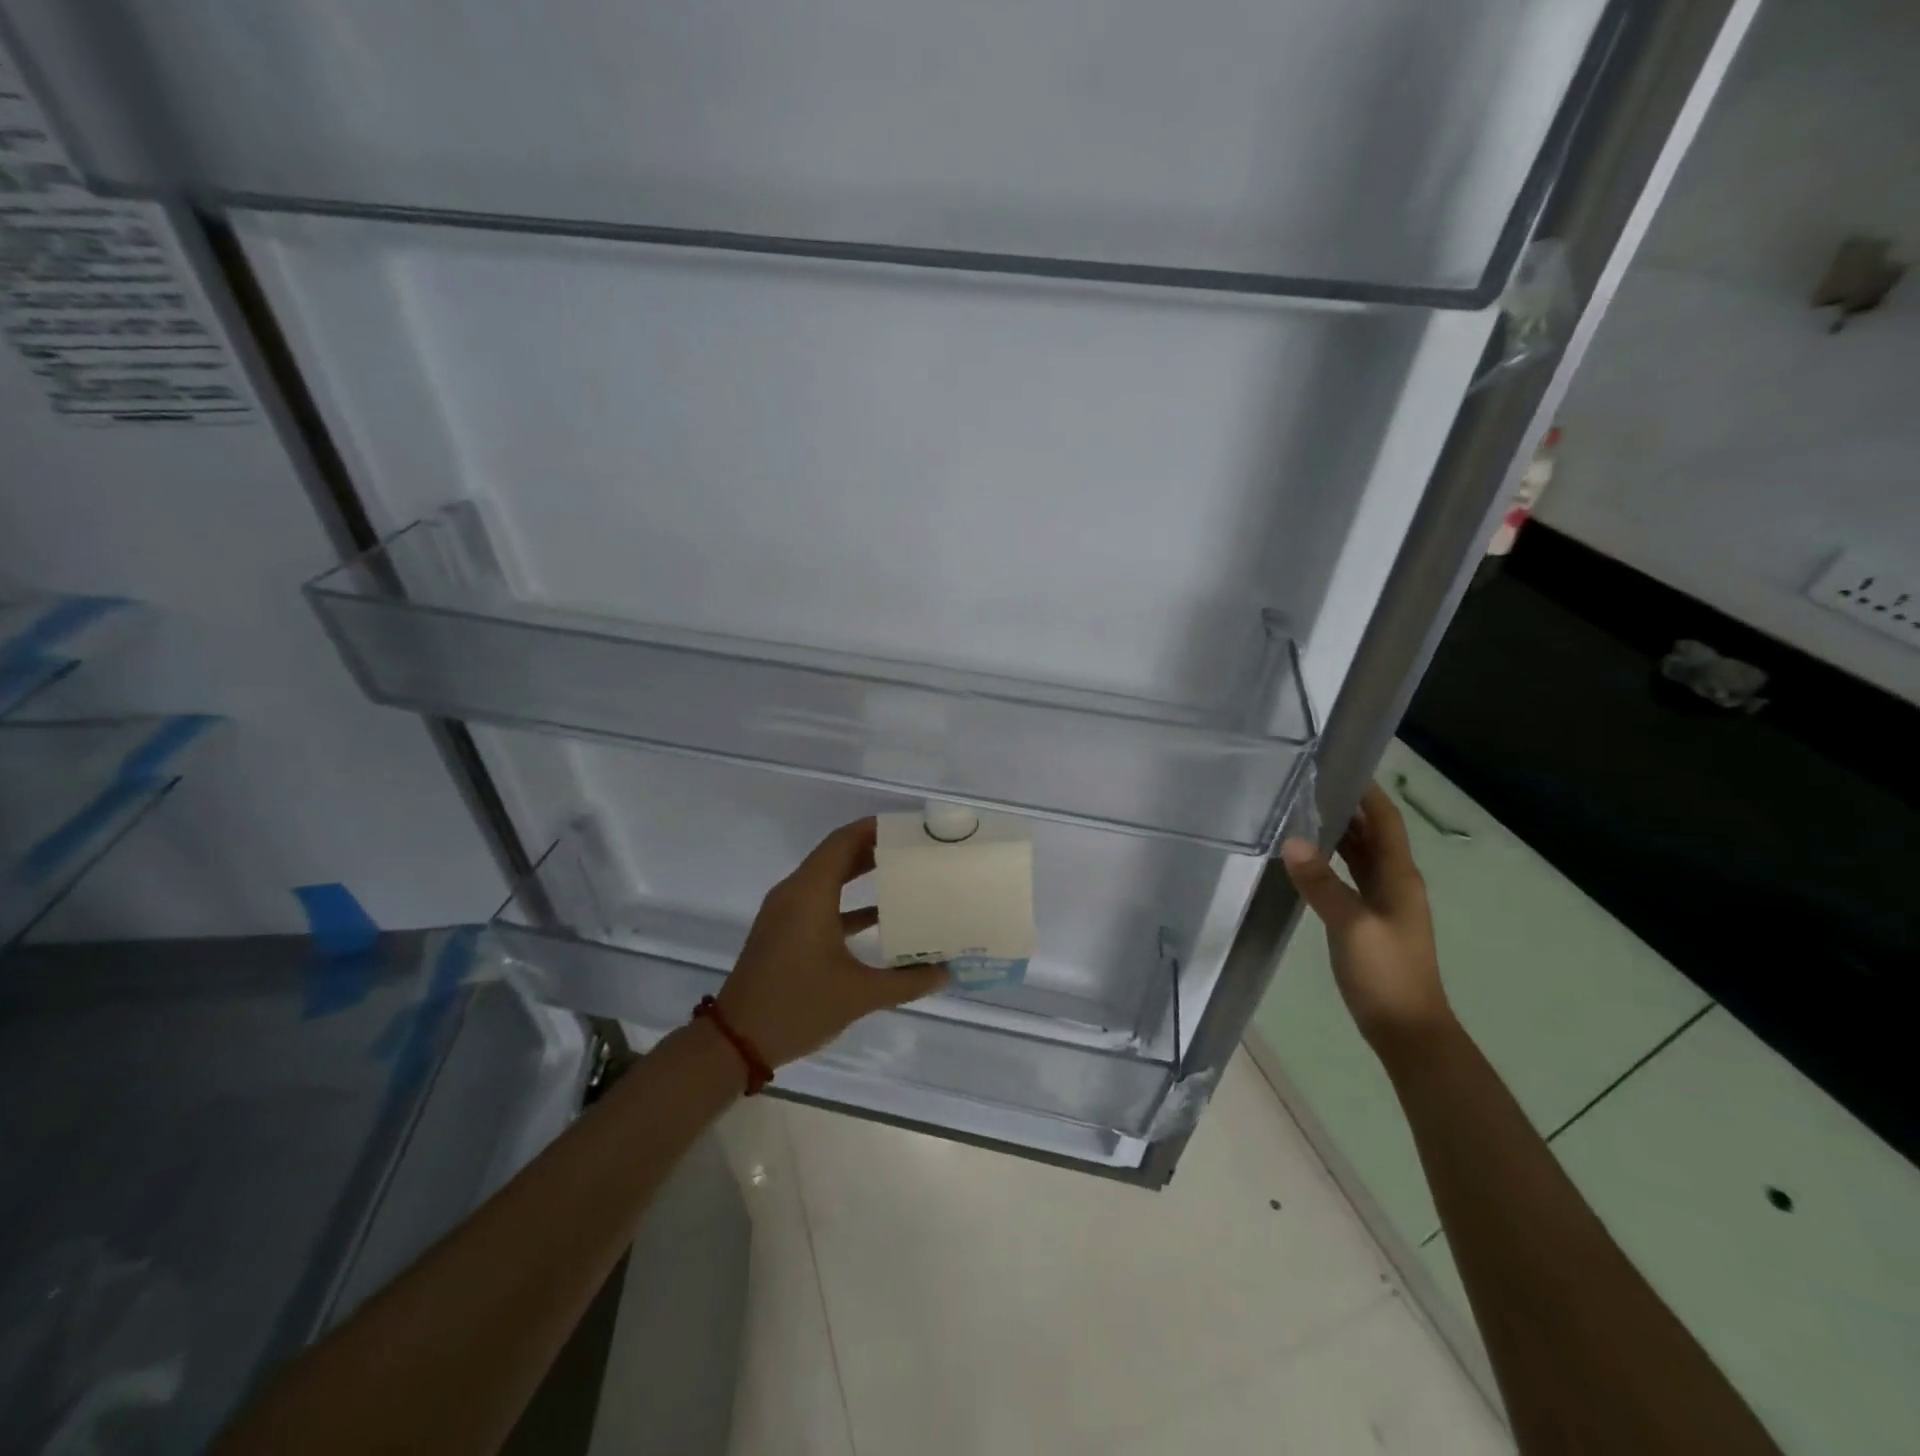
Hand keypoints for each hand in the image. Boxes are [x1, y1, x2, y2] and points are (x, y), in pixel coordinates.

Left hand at [716, 818, 947, 1068]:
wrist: (736, 1041)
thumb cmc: (798, 1006)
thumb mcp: (859, 995)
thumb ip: (907, 980)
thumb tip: (946, 972)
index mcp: (809, 894)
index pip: (843, 841)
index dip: (875, 828)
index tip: (909, 827)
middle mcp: (794, 893)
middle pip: (836, 855)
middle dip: (873, 847)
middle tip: (913, 848)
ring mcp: (786, 913)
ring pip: (827, 878)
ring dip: (860, 872)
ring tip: (903, 872)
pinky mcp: (784, 932)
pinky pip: (819, 901)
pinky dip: (847, 901)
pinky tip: (880, 916)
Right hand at [1281, 782, 1453, 1055]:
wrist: (1407, 1029)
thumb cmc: (1386, 973)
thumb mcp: (1351, 925)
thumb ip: (1321, 883)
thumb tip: (1291, 842)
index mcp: (1400, 878)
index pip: (1387, 822)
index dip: (1369, 794)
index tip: (1341, 766)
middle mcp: (1395, 883)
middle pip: (1374, 835)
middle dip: (1349, 808)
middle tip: (1309, 785)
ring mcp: (1383, 903)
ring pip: (1362, 856)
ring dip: (1340, 834)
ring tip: (1303, 811)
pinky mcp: (1368, 920)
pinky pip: (1351, 878)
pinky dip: (1334, 861)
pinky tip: (1309, 858)